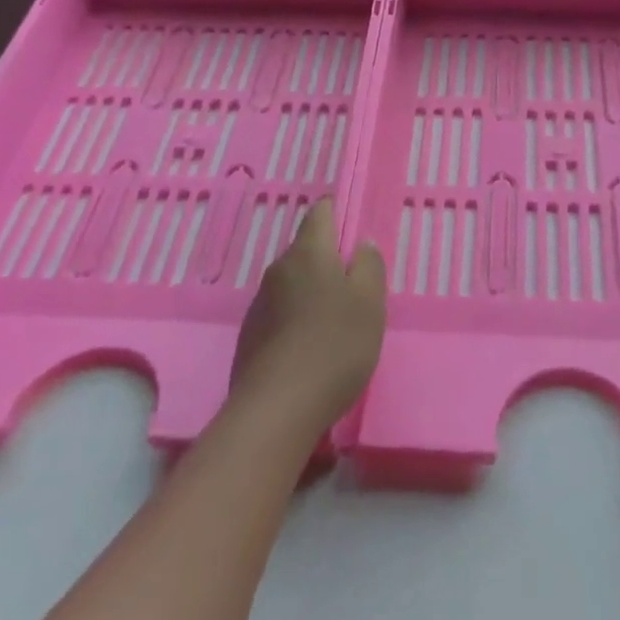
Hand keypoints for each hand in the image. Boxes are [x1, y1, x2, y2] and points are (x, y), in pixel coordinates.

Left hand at [230, 198, 385, 437]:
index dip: (335, 210)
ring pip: (292, 283)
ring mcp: (259, 304)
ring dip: (311, 291)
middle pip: (306, 250)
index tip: (350, 221)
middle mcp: (279, 270)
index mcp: (309, 253)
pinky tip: (311, 347)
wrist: (276, 408)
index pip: (320, 213)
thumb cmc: (334, 344)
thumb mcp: (369, 302)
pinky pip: (280, 313)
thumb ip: (369, 266)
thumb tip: (361, 243)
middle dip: (328, 258)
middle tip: (354, 282)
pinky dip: (296, 319)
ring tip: (335, 319)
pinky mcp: (250, 337)